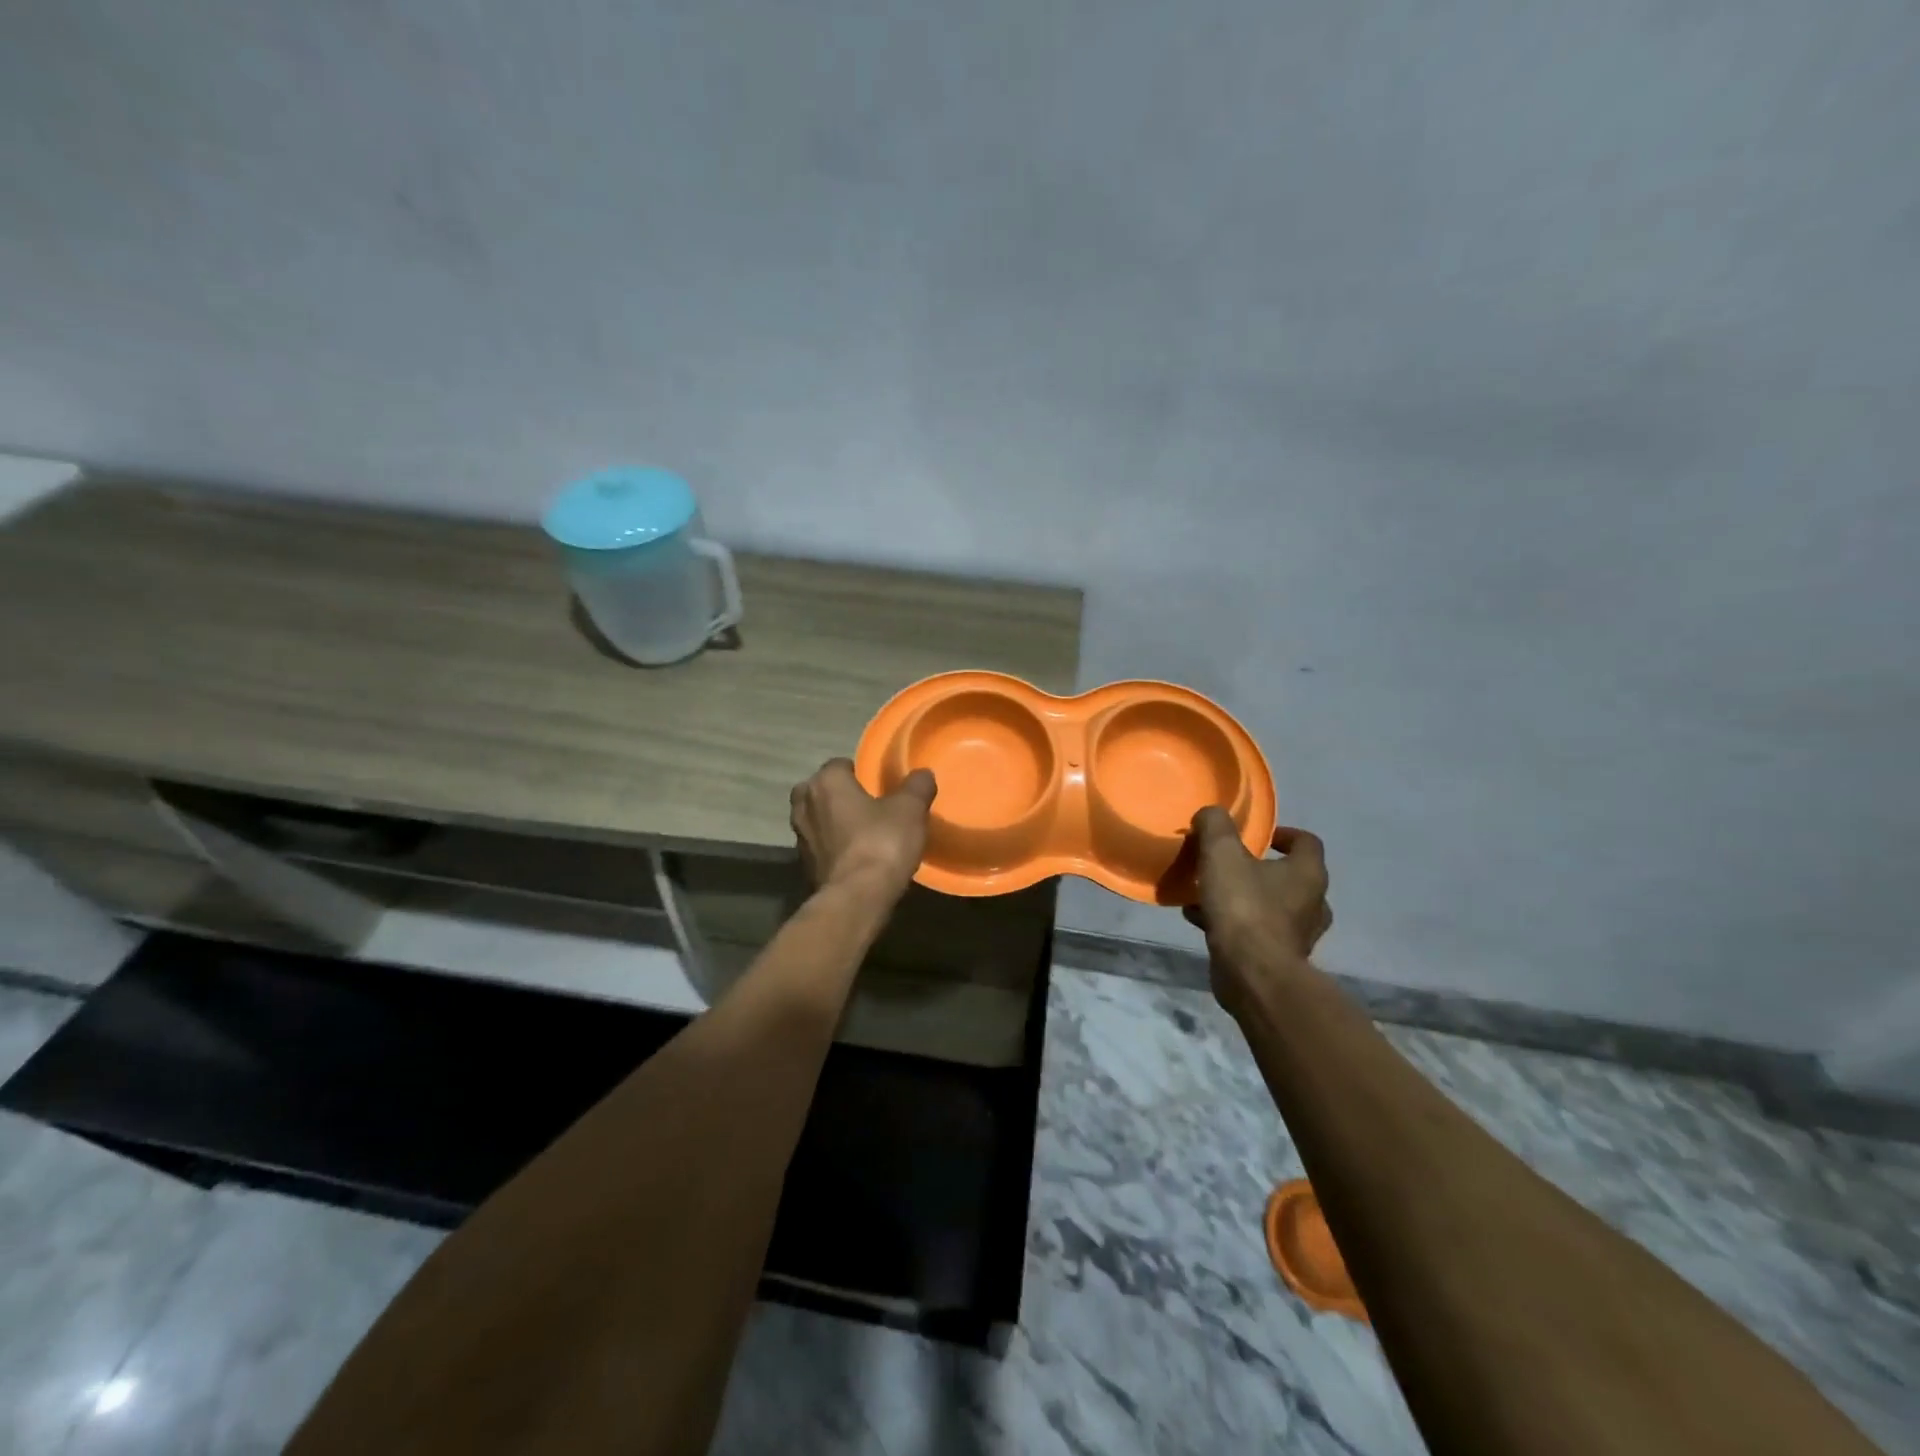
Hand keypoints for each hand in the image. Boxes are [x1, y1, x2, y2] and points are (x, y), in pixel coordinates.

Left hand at [790, 759, 936, 900]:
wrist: (856, 898)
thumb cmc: (881, 842)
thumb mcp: (910, 809)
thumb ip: (917, 786)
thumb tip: (923, 774)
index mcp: (825, 782)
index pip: (839, 765)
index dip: (859, 772)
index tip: (878, 784)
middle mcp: (804, 805)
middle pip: (820, 790)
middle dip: (839, 795)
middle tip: (867, 806)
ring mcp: (799, 837)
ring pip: (817, 819)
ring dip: (833, 822)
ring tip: (861, 832)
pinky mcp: (802, 866)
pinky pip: (819, 846)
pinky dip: (832, 848)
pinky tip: (854, 857)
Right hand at [1185, 809, 1331, 1004]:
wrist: (1252, 974)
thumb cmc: (1244, 907)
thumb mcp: (1222, 853)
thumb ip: (1216, 825)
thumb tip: (1211, 814)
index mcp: (1308, 873)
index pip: (1307, 842)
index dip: (1283, 834)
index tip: (1257, 835)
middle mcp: (1312, 903)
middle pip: (1289, 876)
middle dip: (1258, 869)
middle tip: (1229, 864)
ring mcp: (1298, 935)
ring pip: (1270, 906)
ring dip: (1242, 897)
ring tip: (1206, 892)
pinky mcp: (1279, 959)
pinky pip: (1255, 931)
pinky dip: (1232, 923)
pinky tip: (1199, 918)